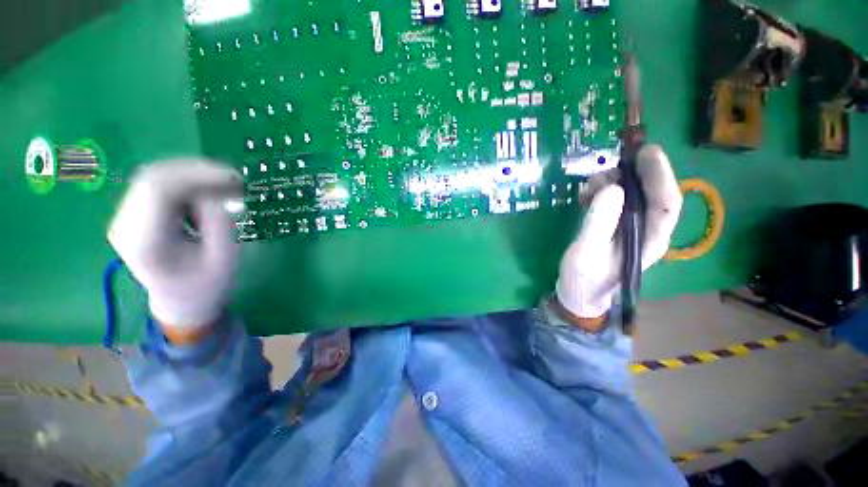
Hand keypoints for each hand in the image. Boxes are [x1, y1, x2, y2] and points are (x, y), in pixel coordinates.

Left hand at [108, 159, 242, 340]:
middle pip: (154, 177)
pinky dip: (187, 186)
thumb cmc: (206, 286)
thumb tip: (218, 192)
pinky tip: (206, 200)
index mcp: (145, 240)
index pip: (159, 188)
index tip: (235, 177)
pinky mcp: (133, 215)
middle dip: (198, 172)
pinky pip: (158, 187)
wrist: (182, 303)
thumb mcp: (225, 259)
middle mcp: (125, 224)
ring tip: (224, 192)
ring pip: (156, 178)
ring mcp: (125, 218)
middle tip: (234, 181)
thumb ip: (220, 223)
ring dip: (194, 179)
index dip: (198, 175)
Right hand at [555, 145, 682, 327]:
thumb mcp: (586, 252)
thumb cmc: (584, 279)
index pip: (666, 202)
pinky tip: (586, 196)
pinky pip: (615, 201)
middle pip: (650, 194)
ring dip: (611, 184)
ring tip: (587, 189)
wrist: (579, 295)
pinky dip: (601, 193)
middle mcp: (647, 231)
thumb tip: (612, 188)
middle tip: (605, 172)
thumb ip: (599, 222)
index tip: (645, 152)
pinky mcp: (615, 226)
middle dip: (630, 177)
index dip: (660, 175)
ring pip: (631, 195)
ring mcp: (630, 228)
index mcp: (650, 241)